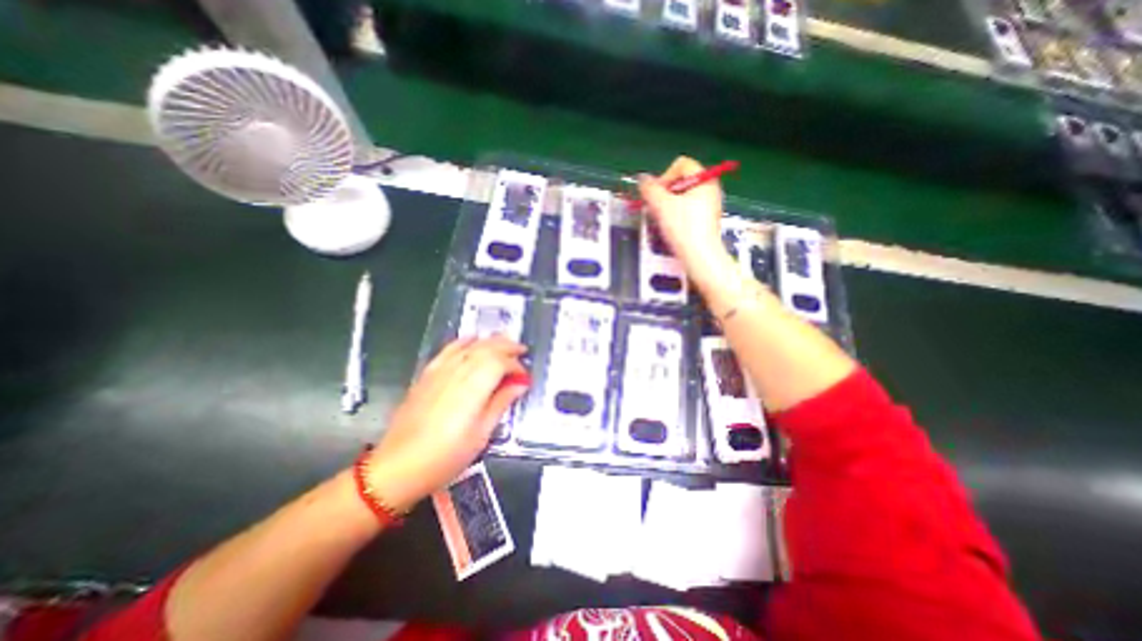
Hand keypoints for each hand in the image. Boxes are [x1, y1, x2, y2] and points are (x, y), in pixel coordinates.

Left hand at [360, 336, 530, 509]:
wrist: (398, 466)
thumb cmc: (446, 456)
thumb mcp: (481, 434)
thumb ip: (501, 403)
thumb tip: (520, 385)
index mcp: (473, 388)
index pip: (500, 363)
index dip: (516, 366)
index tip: (524, 377)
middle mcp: (457, 372)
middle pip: (486, 348)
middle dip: (507, 346)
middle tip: (522, 350)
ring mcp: (440, 371)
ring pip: (470, 345)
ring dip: (490, 341)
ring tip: (504, 341)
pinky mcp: (427, 374)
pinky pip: (449, 349)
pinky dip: (464, 341)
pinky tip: (472, 340)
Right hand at [637, 156, 736, 284]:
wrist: (700, 258)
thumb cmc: (683, 228)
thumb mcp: (661, 205)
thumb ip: (649, 189)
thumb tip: (641, 178)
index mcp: (704, 179)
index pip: (681, 164)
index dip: (665, 176)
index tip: (656, 195)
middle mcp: (710, 189)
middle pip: (681, 181)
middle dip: (664, 193)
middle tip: (656, 208)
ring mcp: (710, 206)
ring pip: (683, 197)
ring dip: (668, 205)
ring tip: (662, 220)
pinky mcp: (707, 221)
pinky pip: (688, 210)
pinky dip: (677, 215)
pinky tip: (671, 229)